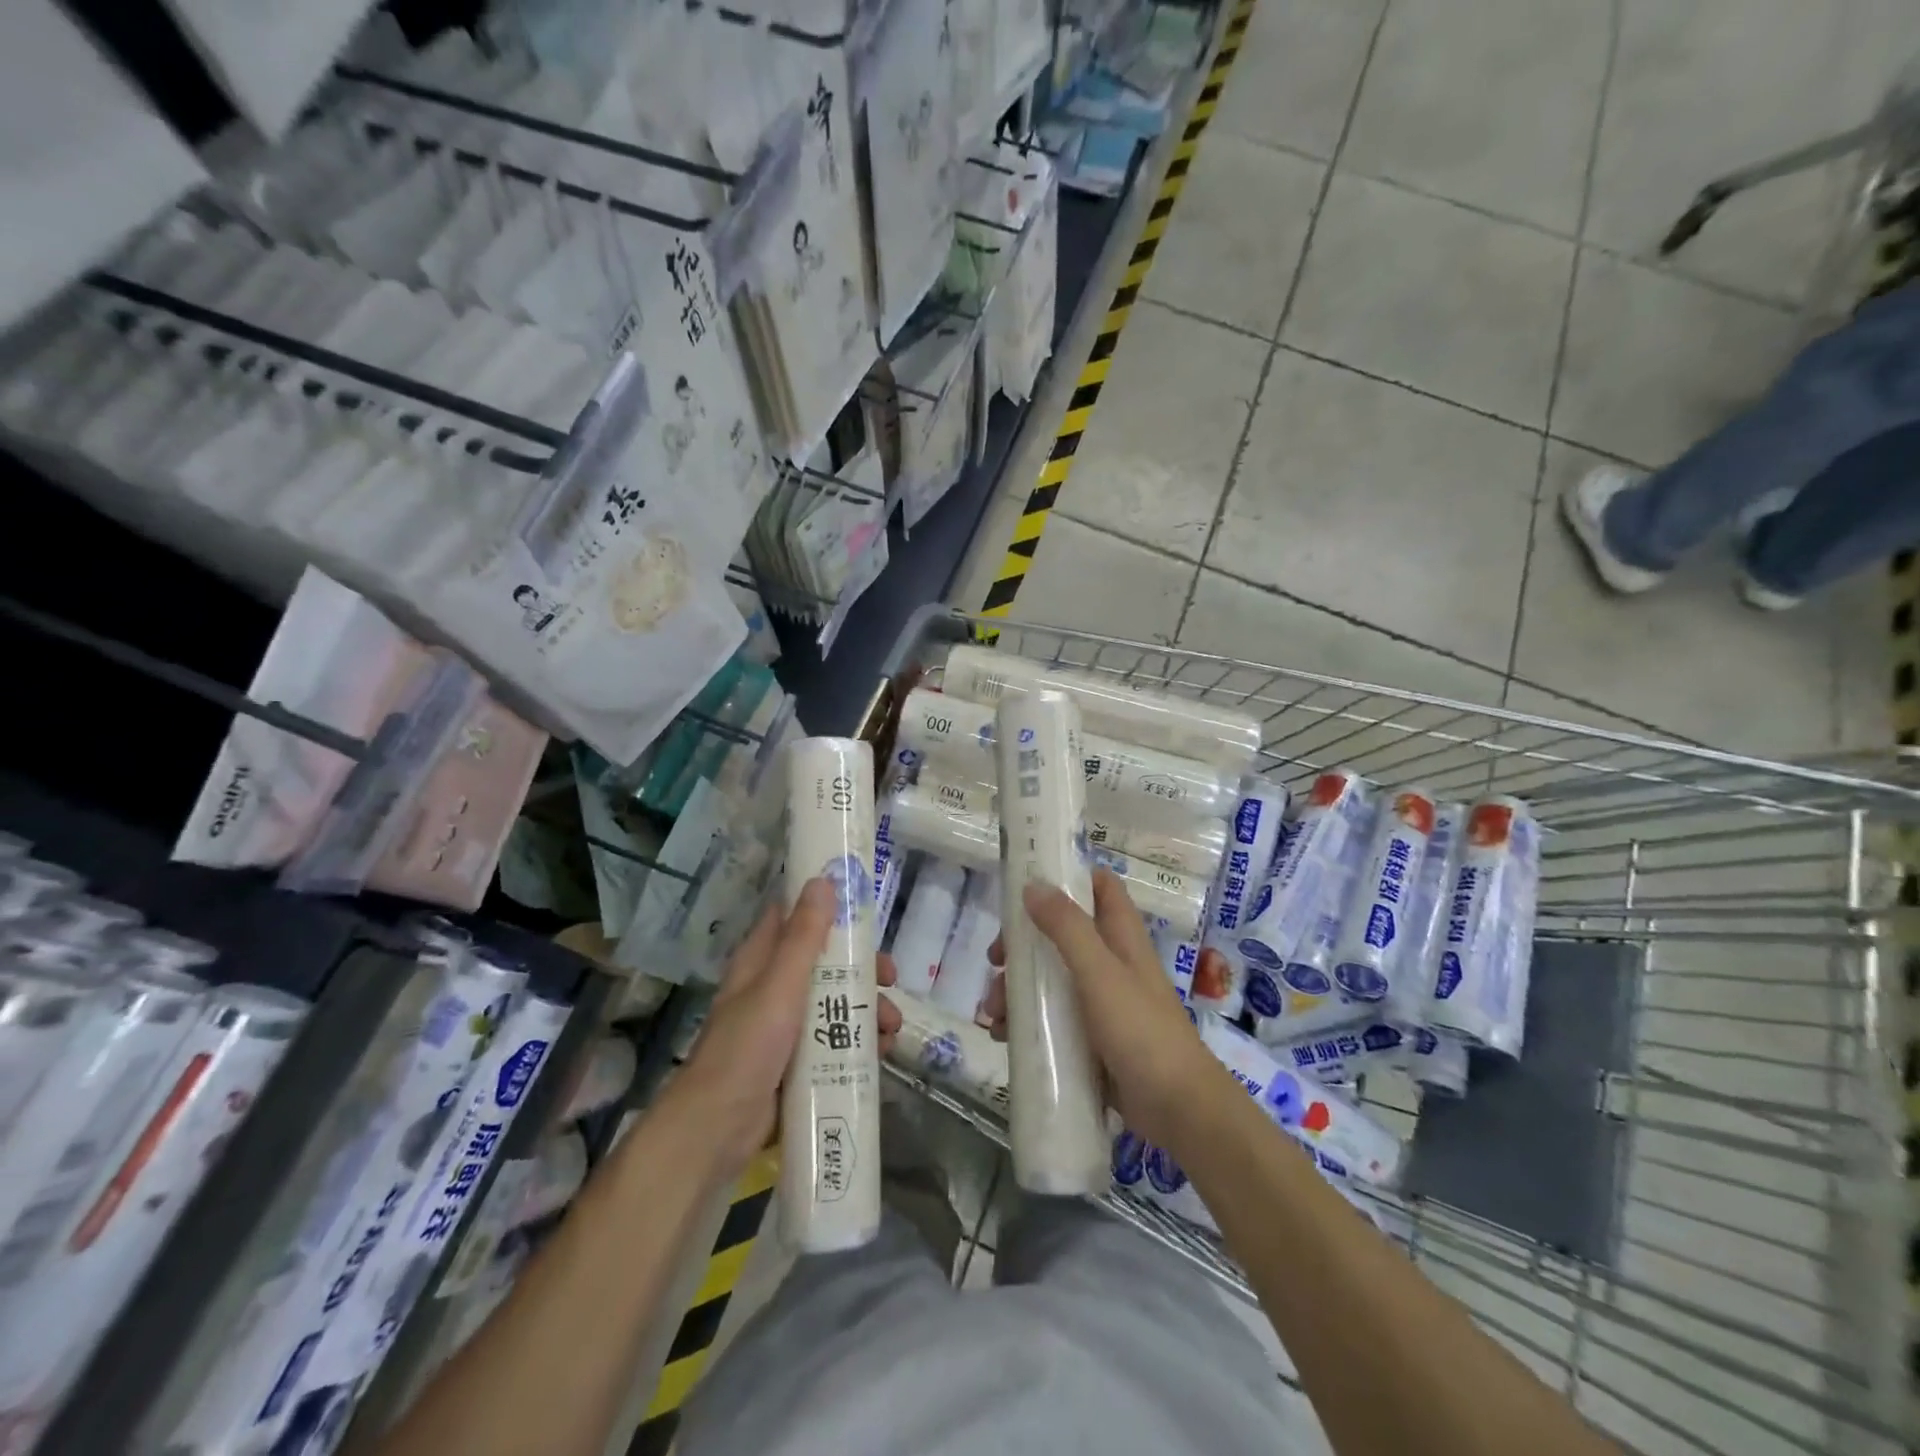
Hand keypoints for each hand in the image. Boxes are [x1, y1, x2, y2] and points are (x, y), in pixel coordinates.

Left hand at [673, 878, 900, 1170]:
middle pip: (825, 962)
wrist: (718, 1130)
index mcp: (761, 962)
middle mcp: (773, 988)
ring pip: (834, 1002)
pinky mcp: (797, 1062)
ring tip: (891, 1028)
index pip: (794, 917)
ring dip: (867, 1008)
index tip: (865, 905)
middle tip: (890, 977)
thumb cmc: (747, 1048)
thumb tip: (823, 881)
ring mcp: (785, 1027)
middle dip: (861, 968)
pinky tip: (882, 1053)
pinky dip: (859, 1041)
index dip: (827, 906)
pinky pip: (835, 1040)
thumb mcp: (779, 986)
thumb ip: (803, 937)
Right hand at [984, 867, 1217, 1147]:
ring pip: (1051, 977)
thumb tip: (1032, 885)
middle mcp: (1111, 961)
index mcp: (1121, 936)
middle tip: (995, 960)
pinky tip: (1003, 1036)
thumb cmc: (1140, 1030)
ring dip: (1017, 987)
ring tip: (992, 1012)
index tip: (1026, 884)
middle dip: (1024, 943)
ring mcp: (1101, 1001)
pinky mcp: (1091, 1037)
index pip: (1099, 886)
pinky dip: (1026, 1020)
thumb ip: (1067, 927)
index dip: (1067, 877)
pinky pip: (1052, 1017)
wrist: (1177, 1109)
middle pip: (1061, 933)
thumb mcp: (1099, 972)